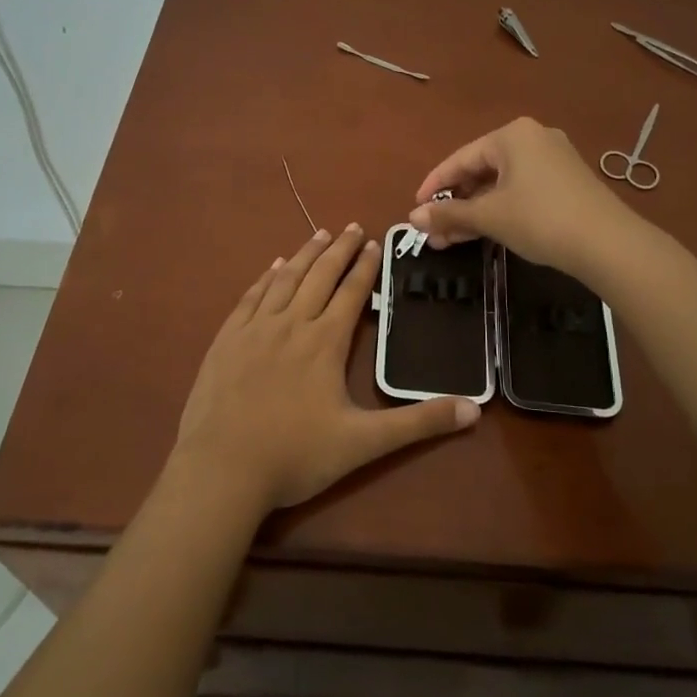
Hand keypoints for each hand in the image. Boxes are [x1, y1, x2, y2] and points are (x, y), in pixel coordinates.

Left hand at [172, 225, 479, 511]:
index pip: (351, 292)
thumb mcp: (364, 443)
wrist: (222, 470)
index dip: (365, 266)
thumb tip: (474, 411)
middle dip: (338, 249)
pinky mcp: (226, 339)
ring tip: (319, 234)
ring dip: (305, 254)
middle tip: (351, 226)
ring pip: (285, 279)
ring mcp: (254, 329)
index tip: (374, 242)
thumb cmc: (295, 455)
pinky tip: (273, 266)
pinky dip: (266, 277)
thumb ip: (418, 423)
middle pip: (319, 276)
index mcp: (324, 342)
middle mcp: (291, 323)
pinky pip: (250, 296)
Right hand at [408, 117, 633, 276]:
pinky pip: (522, 190)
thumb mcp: (489, 217)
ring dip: (475, 211)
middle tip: (434, 232)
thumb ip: (448, 214)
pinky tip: (485, 233)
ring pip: (501, 184)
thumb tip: (412, 218)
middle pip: (481, 170)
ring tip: (451, 240)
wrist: (608, 244)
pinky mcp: (568, 182)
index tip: (416, 210)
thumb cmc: (540, 219)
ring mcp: (554, 160)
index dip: (434, 186)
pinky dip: (500, 210)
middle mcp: (533, 138)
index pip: (460, 159)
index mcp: (512, 135)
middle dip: (455, 204)